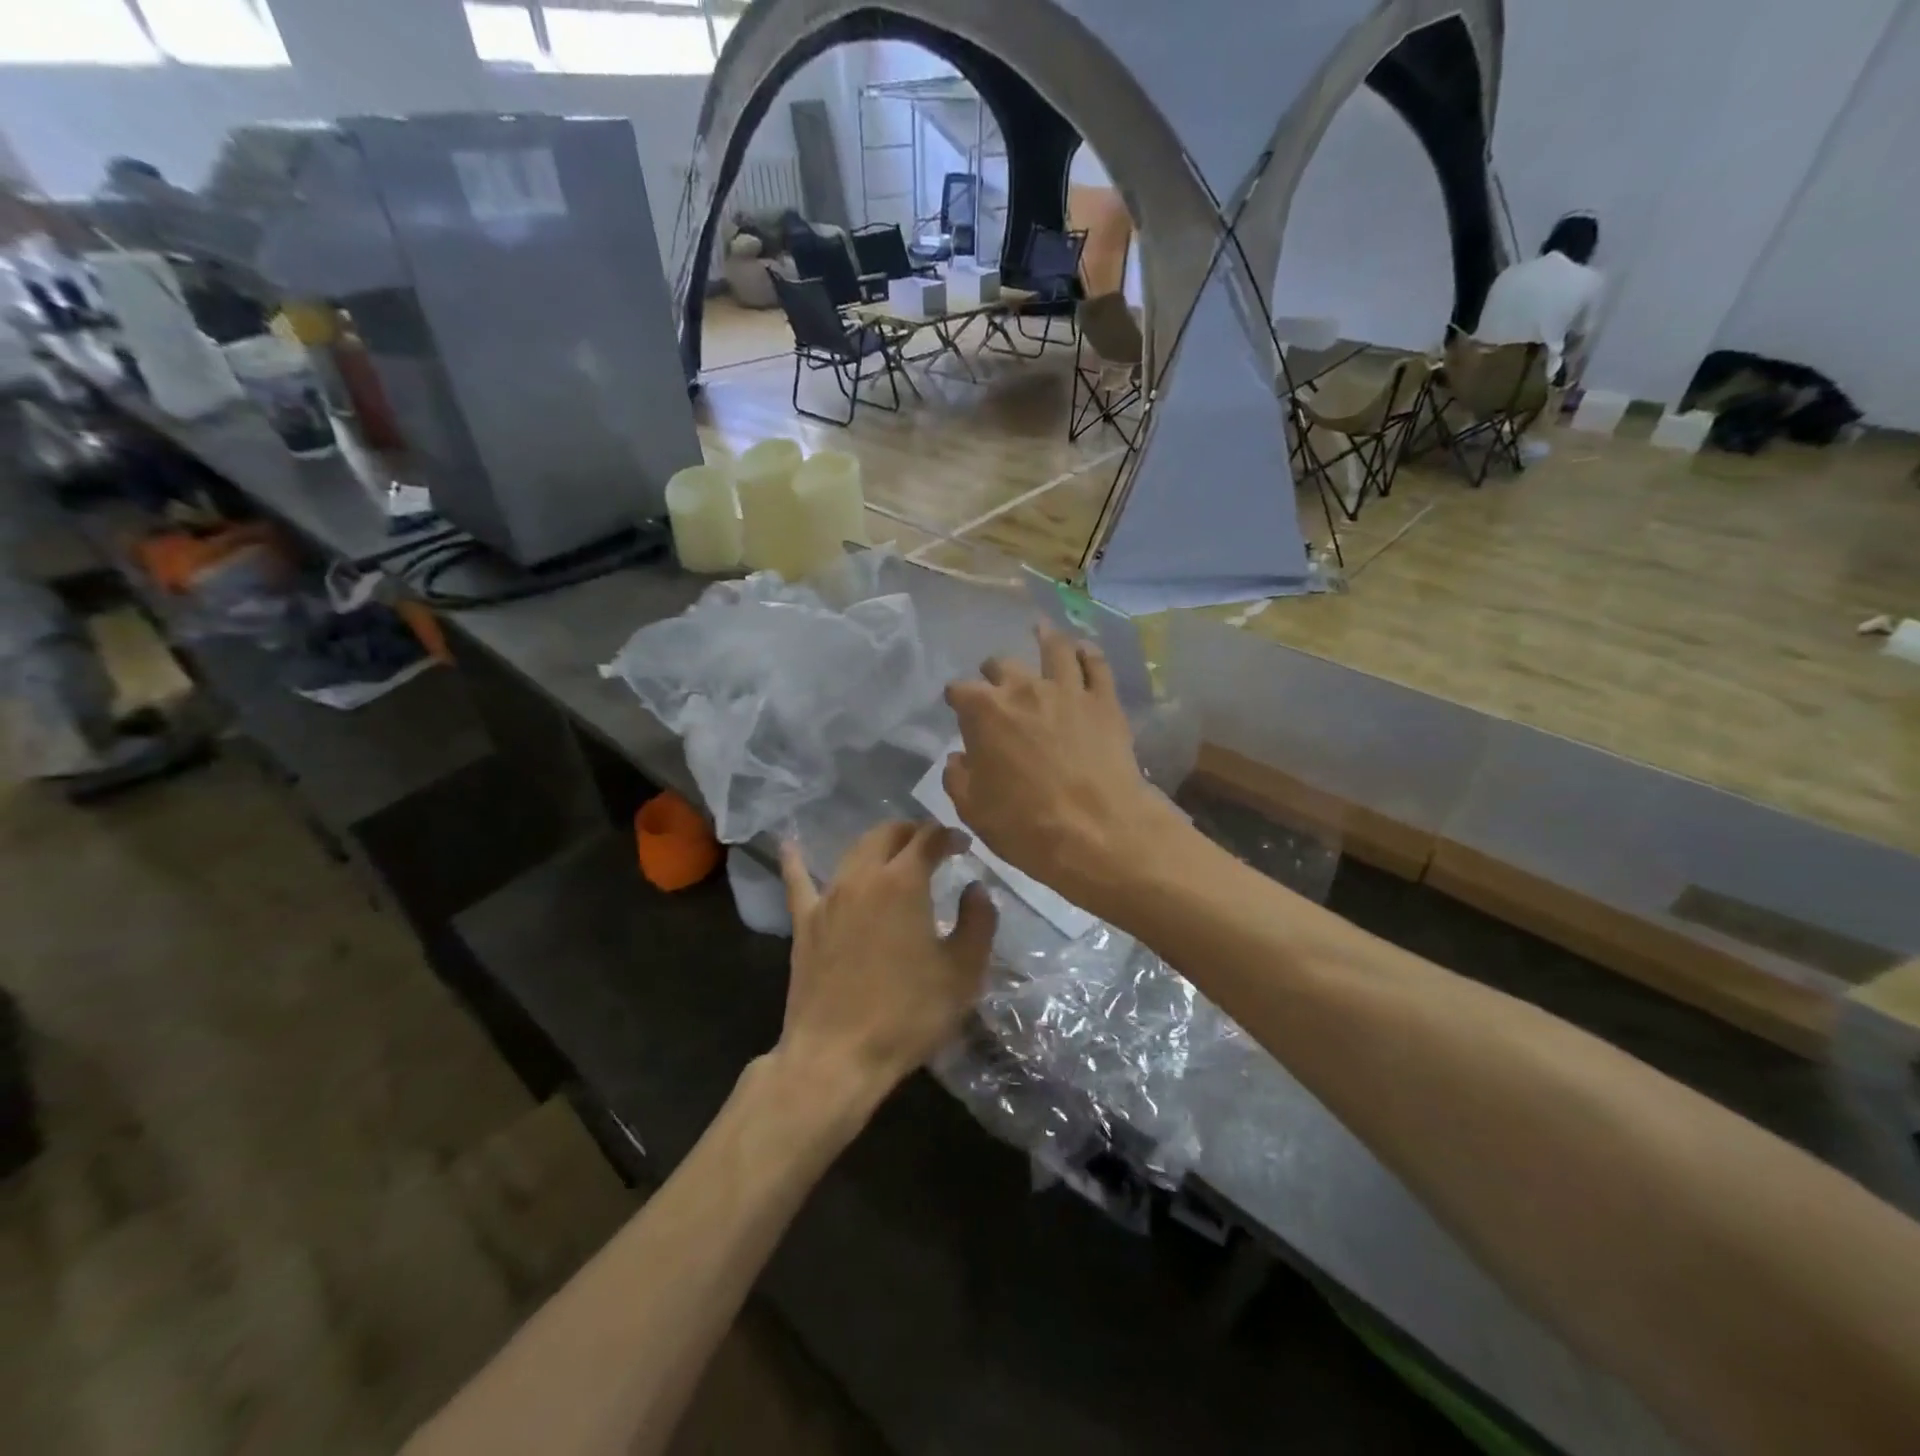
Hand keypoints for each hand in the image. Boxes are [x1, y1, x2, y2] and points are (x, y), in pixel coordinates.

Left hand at [773, 822, 996, 1112]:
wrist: (838, 1056)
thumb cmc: (908, 1014)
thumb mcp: (962, 972)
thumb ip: (978, 921)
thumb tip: (975, 888)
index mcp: (903, 882)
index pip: (928, 839)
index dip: (948, 835)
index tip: (963, 844)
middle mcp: (862, 877)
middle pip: (886, 835)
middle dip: (912, 832)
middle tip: (932, 846)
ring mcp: (828, 897)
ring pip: (852, 852)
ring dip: (876, 845)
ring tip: (893, 852)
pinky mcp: (804, 922)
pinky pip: (797, 881)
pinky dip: (795, 860)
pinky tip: (789, 844)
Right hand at [943, 624, 1181, 915]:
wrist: (1098, 832)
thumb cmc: (1026, 825)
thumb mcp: (973, 810)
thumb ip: (958, 777)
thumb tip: (959, 758)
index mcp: (984, 711)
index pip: (959, 690)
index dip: (956, 698)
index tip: (957, 707)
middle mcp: (1024, 688)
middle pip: (1002, 664)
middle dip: (994, 672)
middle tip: (996, 683)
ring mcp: (1068, 690)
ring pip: (1054, 649)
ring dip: (1043, 639)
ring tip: (1040, 631)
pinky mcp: (1104, 701)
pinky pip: (1096, 665)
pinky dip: (1087, 653)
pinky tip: (1083, 649)